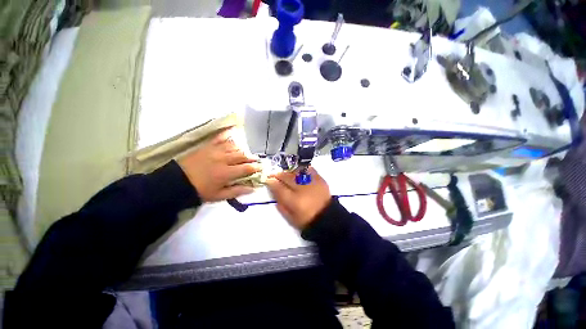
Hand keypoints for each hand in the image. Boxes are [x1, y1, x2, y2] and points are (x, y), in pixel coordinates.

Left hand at [178, 128, 261, 201]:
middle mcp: (224, 159)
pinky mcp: (208, 146)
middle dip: (252, 157)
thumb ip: (237, 191)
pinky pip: (221, 138)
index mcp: (226, 173)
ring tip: (246, 153)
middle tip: (256, 160)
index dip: (256, 167)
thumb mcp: (219, 196)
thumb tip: (253, 188)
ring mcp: (215, 151)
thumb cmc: (200, 190)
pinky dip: (228, 135)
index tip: (262, 167)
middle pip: (243, 155)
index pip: (247, 168)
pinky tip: (233, 133)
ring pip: (234, 146)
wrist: (177, 182)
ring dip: (242, 149)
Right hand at [266, 167, 331, 229]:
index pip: (278, 188)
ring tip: (287, 174)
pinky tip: (299, 172)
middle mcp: (301, 189)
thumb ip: (281, 205)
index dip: (272, 182)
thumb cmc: (307, 221)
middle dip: (278, 175)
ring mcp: (311, 183)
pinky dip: (303, 169)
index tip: (268, 180)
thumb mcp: (291, 218)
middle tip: (274, 174)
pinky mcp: (320, 179)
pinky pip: (309, 170)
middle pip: (287, 177)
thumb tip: (275, 193)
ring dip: (289, 172)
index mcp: (293, 201)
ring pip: (296, 172)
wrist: (327, 218)